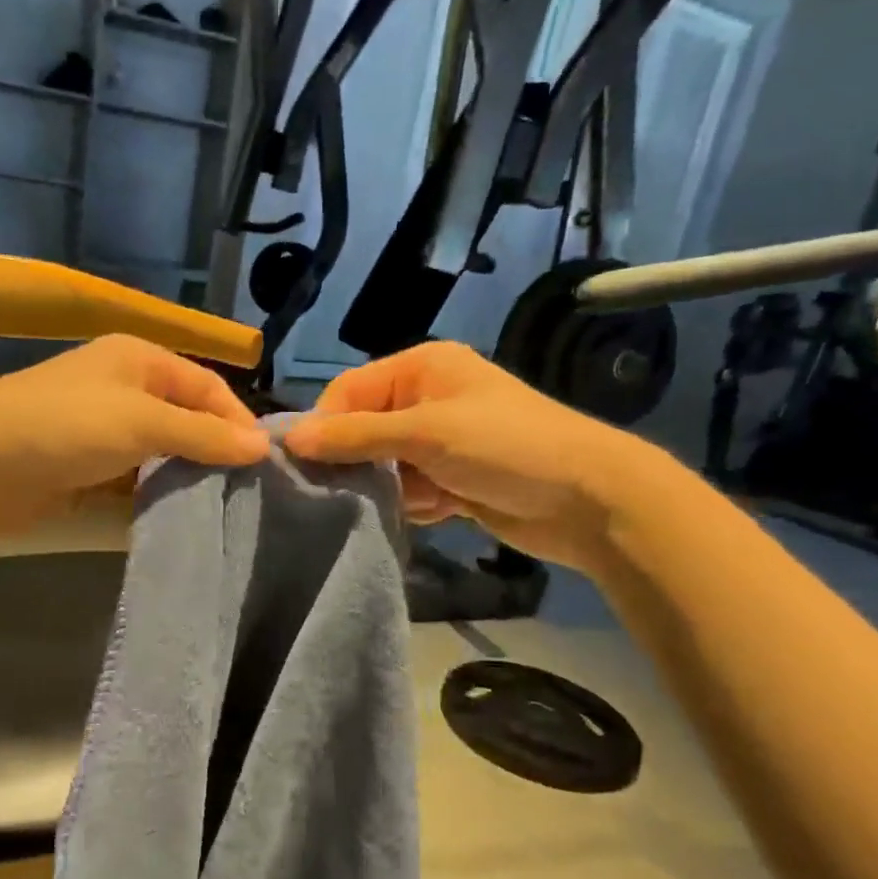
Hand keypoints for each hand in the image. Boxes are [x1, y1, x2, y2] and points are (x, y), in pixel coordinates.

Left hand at [0, 335, 270, 543]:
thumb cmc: (65, 426)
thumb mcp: (143, 421)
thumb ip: (204, 434)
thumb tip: (263, 446)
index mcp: (140, 360)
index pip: (207, 387)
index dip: (237, 421)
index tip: (263, 465)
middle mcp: (124, 390)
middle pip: (185, 421)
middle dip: (213, 454)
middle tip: (246, 494)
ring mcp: (101, 434)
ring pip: (160, 456)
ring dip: (184, 481)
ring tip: (220, 512)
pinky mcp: (83, 472)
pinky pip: (132, 484)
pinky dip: (152, 500)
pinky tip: (176, 522)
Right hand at [283, 341, 661, 571]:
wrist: (588, 501)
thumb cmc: (505, 447)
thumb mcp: (425, 433)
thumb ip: (355, 435)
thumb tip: (289, 438)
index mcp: (421, 369)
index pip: (348, 391)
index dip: (325, 426)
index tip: (304, 466)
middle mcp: (426, 399)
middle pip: (362, 430)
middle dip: (359, 462)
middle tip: (351, 491)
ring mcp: (439, 442)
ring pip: (383, 467)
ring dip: (391, 489)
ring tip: (421, 498)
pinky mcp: (451, 480)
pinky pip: (409, 492)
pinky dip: (417, 505)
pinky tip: (444, 509)